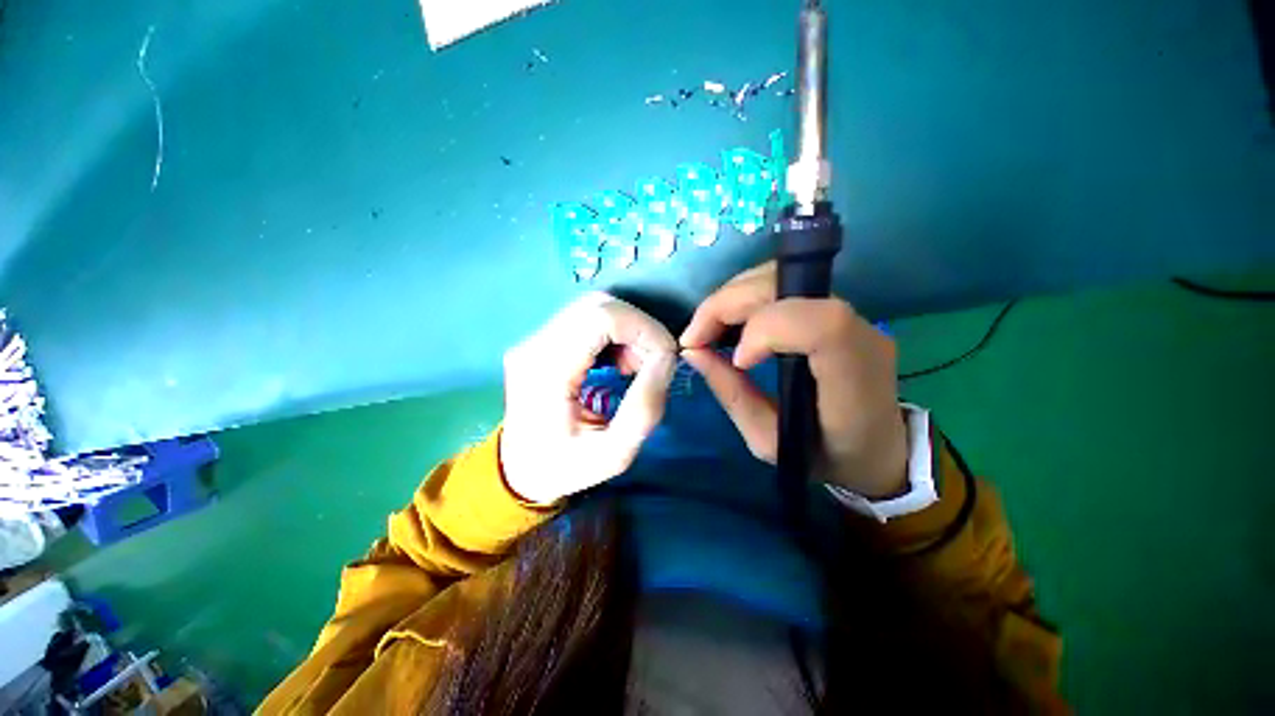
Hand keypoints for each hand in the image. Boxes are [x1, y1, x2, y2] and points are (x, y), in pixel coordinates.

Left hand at [501, 292, 677, 504]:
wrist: (518, 469)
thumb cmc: (564, 468)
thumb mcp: (613, 454)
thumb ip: (644, 408)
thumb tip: (666, 359)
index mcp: (546, 371)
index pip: (600, 317)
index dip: (643, 329)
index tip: (666, 358)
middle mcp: (535, 345)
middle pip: (598, 305)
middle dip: (639, 329)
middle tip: (654, 364)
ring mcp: (535, 339)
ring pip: (594, 308)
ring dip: (628, 331)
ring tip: (637, 366)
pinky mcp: (542, 340)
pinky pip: (587, 320)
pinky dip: (615, 334)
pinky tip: (621, 363)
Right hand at [679, 263, 908, 498]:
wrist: (876, 450)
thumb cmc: (824, 457)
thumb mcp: (769, 442)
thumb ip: (733, 395)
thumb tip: (693, 352)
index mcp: (854, 380)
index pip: (820, 325)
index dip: (767, 330)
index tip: (738, 361)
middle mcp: (861, 333)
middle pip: (786, 285)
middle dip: (726, 304)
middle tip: (694, 337)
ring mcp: (851, 314)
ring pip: (779, 277)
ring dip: (730, 298)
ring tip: (705, 330)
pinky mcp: (835, 309)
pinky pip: (781, 286)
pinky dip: (743, 298)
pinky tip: (728, 323)